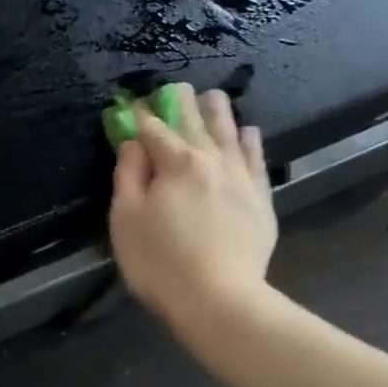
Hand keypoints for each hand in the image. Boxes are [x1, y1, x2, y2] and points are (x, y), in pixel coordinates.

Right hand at [109, 84, 276, 329]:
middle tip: (177, 87)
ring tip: (215, 96)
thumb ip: (128, 176)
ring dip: (219, 113)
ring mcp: (240, 178)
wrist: (219, 299)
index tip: (134, 105)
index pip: (154, 130)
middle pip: (194, 124)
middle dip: (182, 103)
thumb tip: (133, 143)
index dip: (141, 116)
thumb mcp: (127, 220)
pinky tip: (250, 132)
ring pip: (229, 134)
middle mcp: (211, 161)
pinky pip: (256, 161)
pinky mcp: (261, 200)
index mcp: (175, 163)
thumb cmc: (160, 262)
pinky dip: (251, 143)